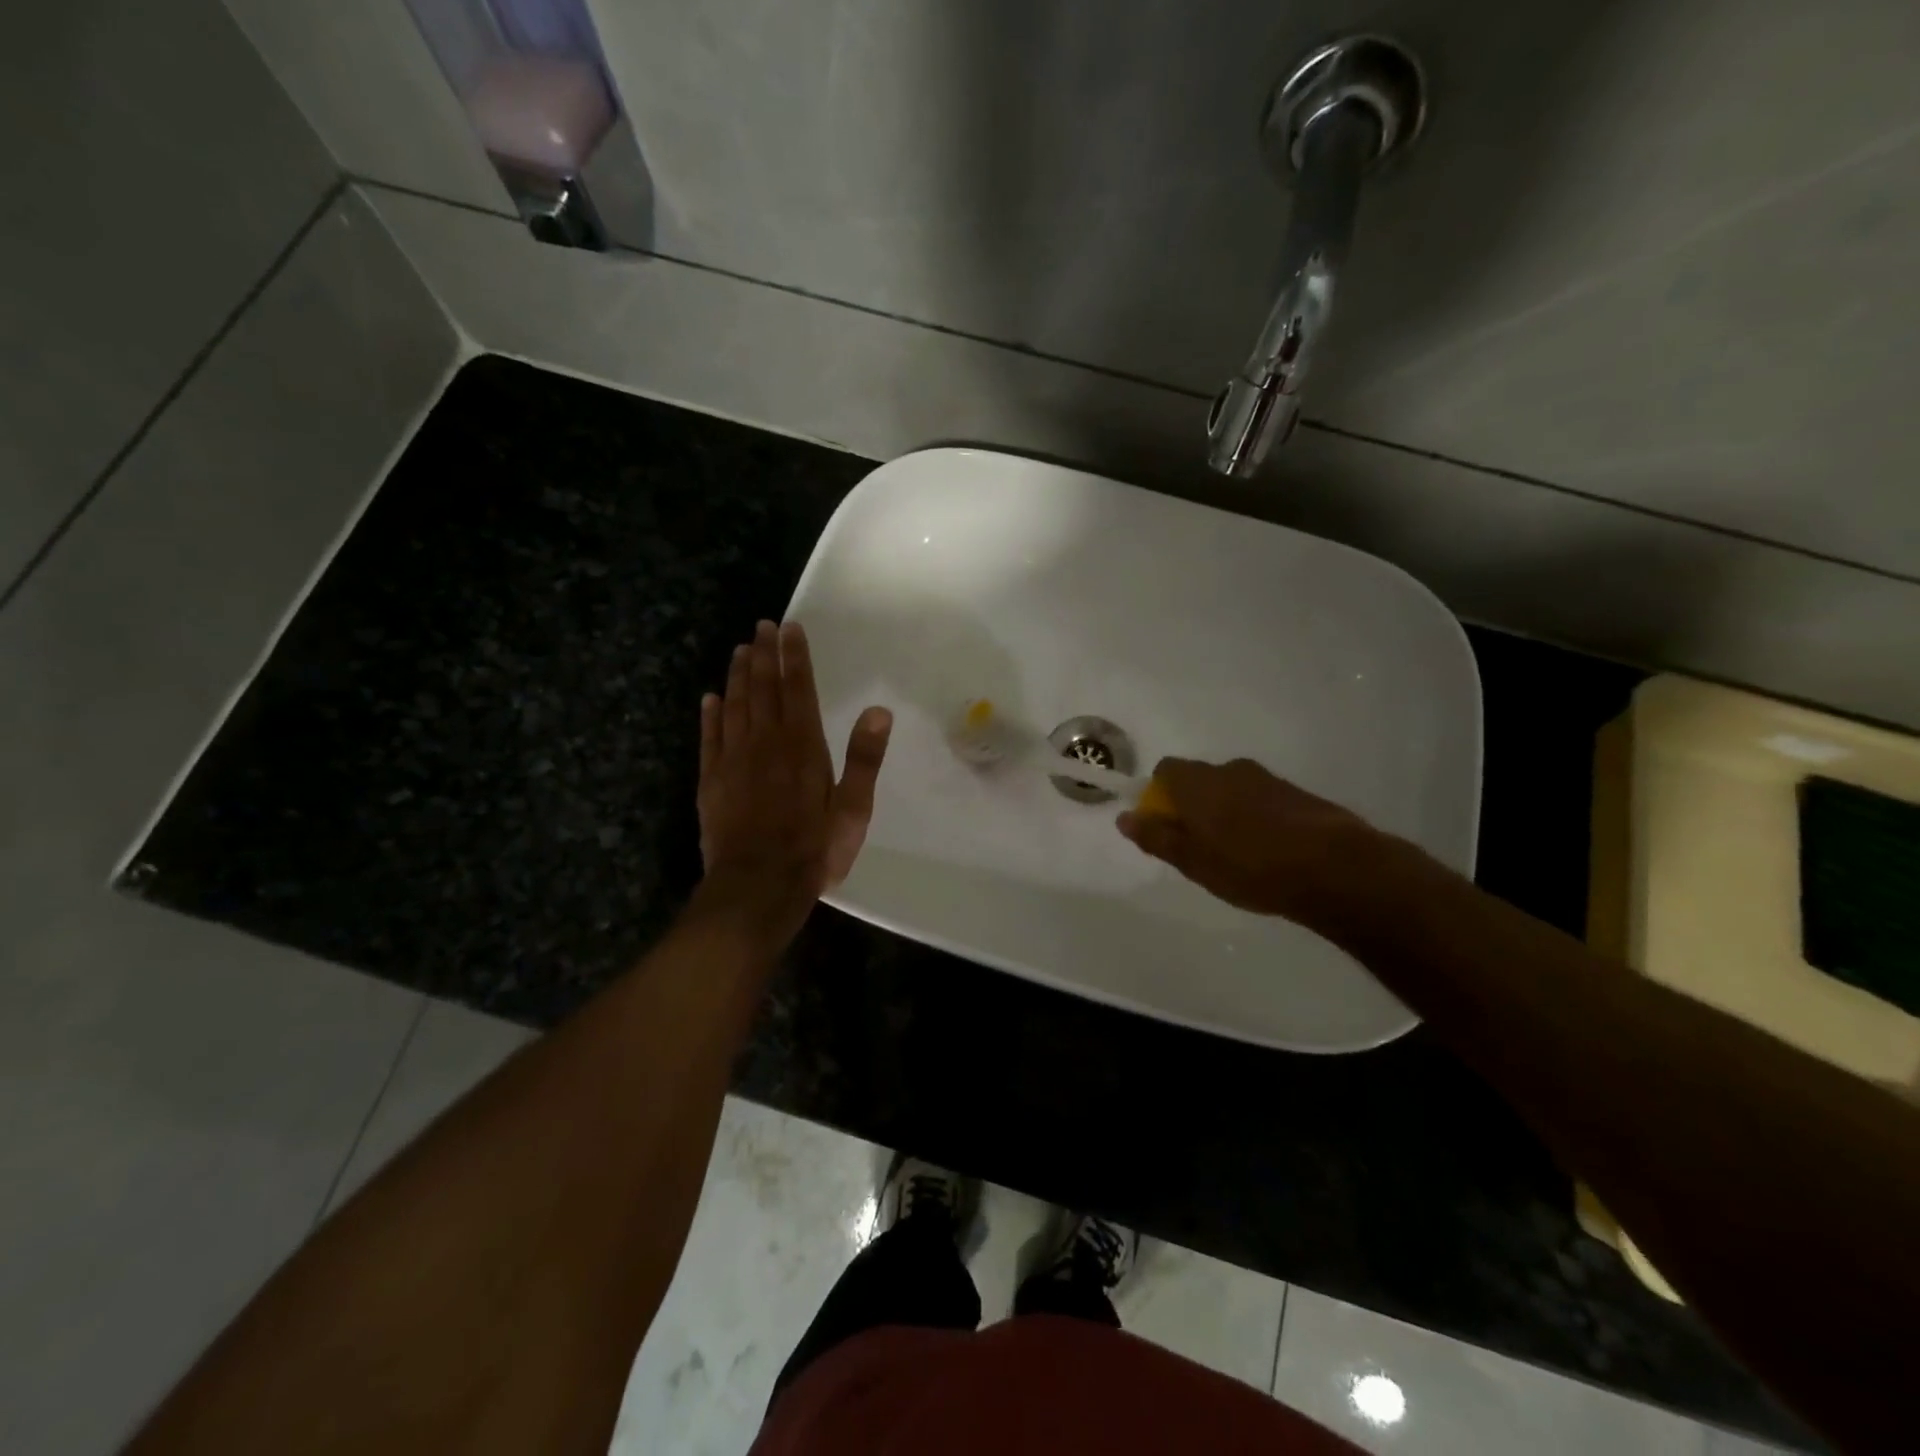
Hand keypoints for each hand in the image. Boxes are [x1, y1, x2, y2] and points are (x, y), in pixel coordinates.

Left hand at [695, 620, 891, 934]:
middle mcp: (766, 742)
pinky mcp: (711, 780)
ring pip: (734, 706)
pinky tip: (710, 698)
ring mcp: (733, 760)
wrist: (758, 886)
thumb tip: (879, 710)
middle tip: (761, 627)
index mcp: (803, 745)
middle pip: (763, 689)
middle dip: (763, 655)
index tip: (789, 628)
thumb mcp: (854, 808)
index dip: (794, 657)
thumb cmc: (814, 849)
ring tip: (739, 650)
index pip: (798, 688)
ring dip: (737, 676)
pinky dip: (710, 714)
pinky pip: (709, 737)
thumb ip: (864, 758)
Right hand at [1117, 757, 1409, 932]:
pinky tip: (1268, 853)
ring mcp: (1267, 779)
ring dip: (1226, 813)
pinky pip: (1261, 800)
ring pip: (1232, 790)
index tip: (1166, 828)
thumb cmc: (1250, 866)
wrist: (1335, 868)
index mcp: (1198, 781)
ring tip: (1237, 856)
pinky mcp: (1297, 794)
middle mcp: (1229, 769)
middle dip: (1193, 806)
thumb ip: (1156, 837)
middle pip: (1199, 780)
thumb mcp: (1193, 861)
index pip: (1165, 771)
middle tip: (1199, 848)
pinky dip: (1256, 819)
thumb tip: (1125, 817)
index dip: (1159, 796)